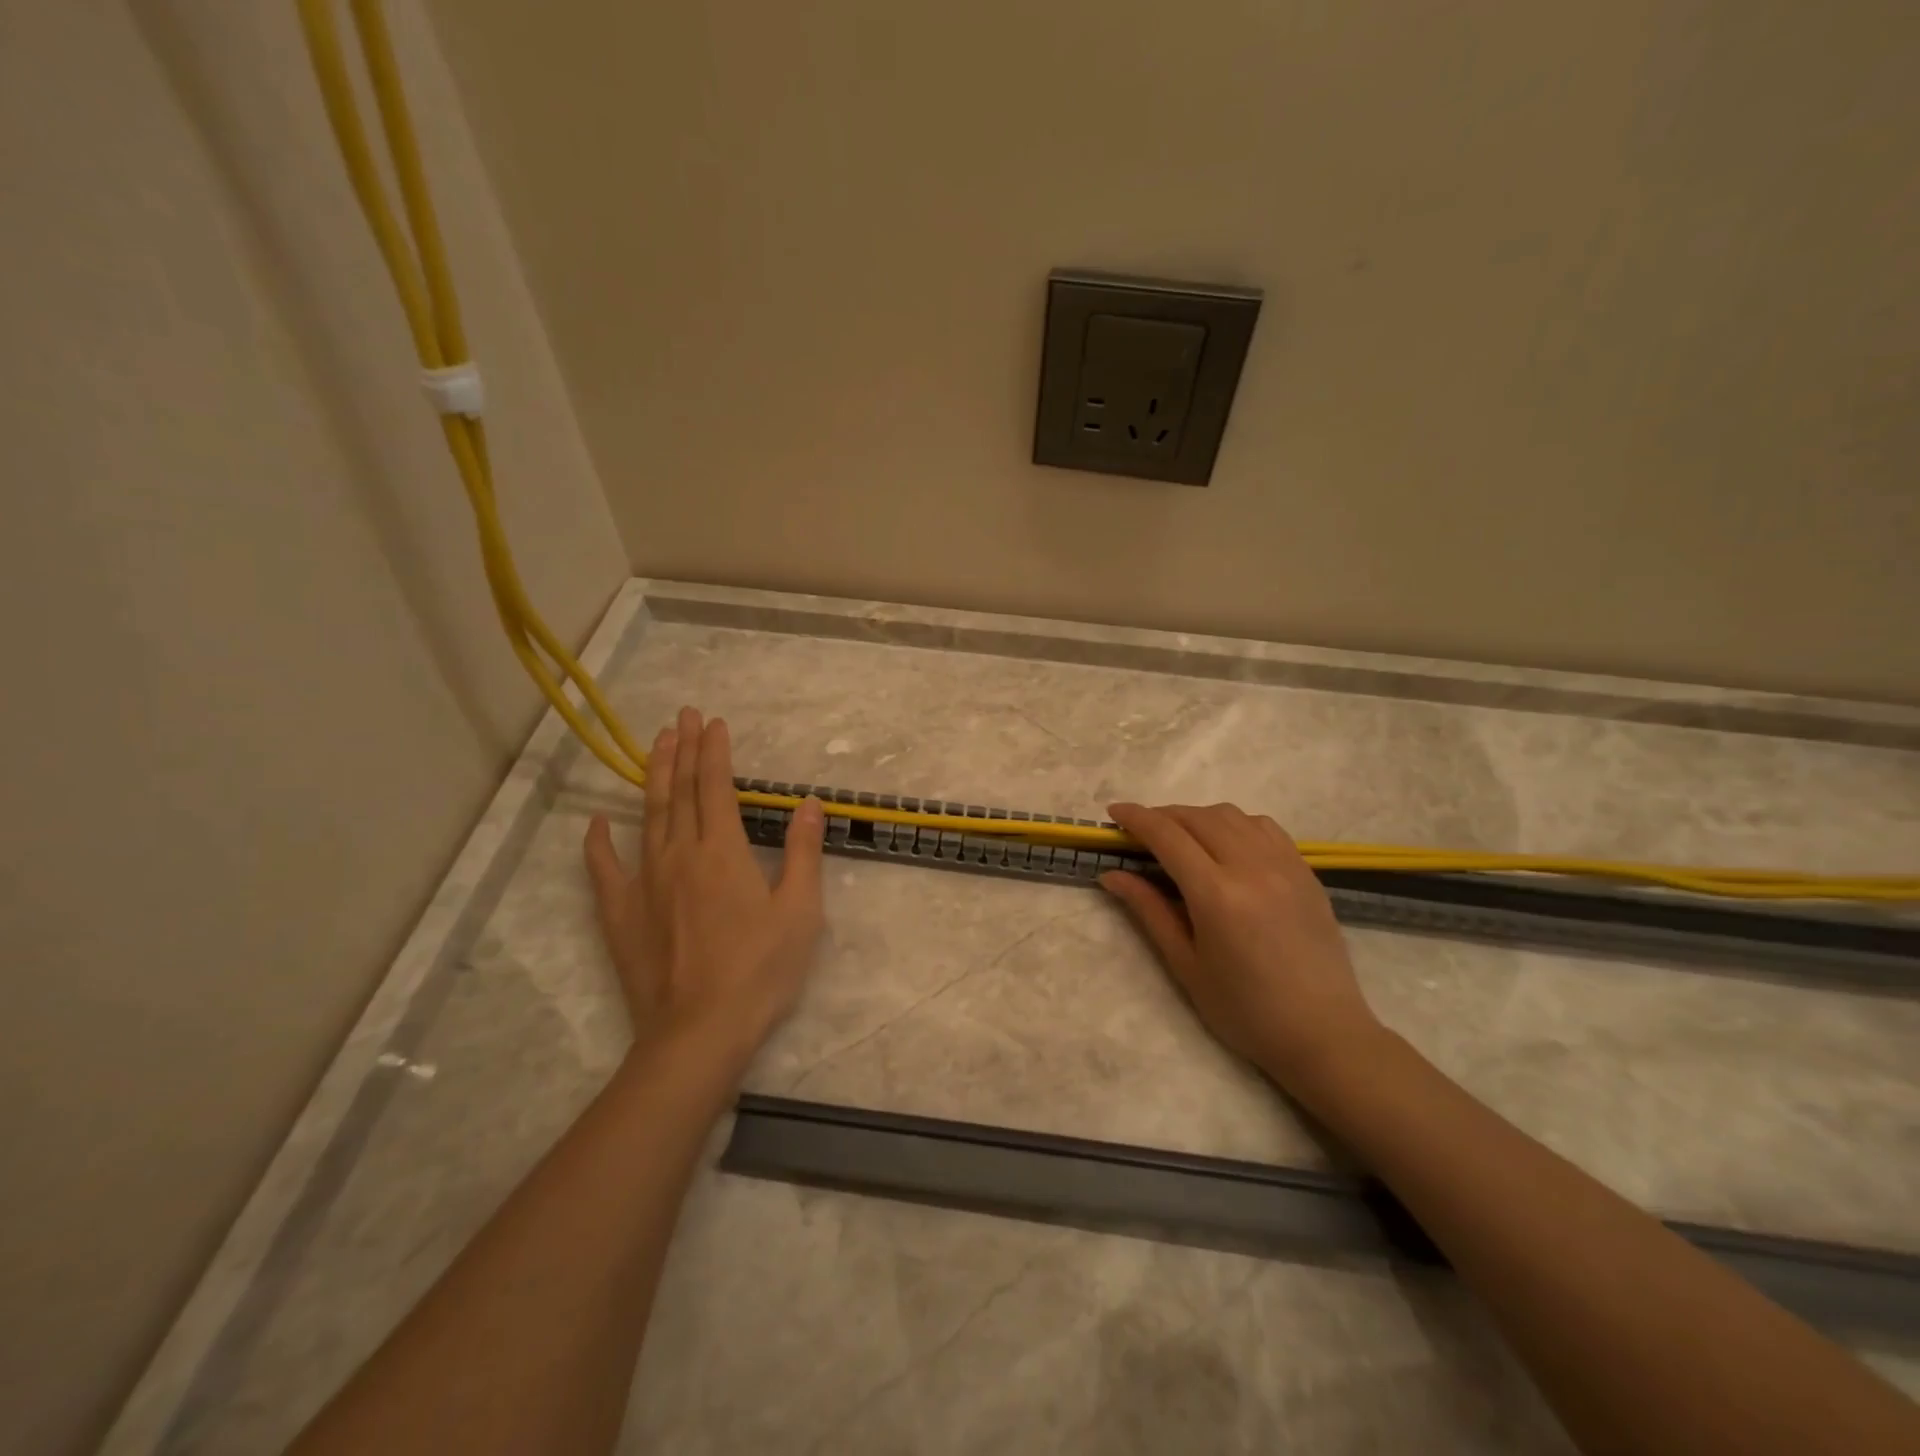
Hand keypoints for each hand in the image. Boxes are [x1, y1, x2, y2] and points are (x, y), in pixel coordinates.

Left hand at [584, 707, 825, 1065]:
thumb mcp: (800, 911)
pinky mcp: (622, 914)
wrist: (700, 1032)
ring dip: (652, 777)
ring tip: (654, 745)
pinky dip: (599, 842)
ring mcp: (645, 883)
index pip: (716, 787)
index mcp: (722, 851)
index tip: (713, 722)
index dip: (714, 751)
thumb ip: (802, 852)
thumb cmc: (760, 970)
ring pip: (647, 817)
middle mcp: (679, 855)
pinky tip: (598, 822)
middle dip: (682, 749)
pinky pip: (605, 869)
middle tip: (681, 716)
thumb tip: (808, 804)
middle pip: (679, 791)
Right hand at [1101, 802, 1382, 1091]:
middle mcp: (1251, 867)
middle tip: (1140, 831)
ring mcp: (1284, 865)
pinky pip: (1264, 827)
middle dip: (1162, 815)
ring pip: (1231, 815)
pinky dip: (1234, 824)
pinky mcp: (1305, 871)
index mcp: (1217, 895)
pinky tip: (1225, 844)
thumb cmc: (1244, 1010)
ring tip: (1181, 837)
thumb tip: (1111, 875)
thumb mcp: (1186, 965)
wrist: (1323, 1034)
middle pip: (1197, 817)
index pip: (1167, 836)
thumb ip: (1149, 911)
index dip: (1136, 818)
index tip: (1113, 812)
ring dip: (1197, 816)